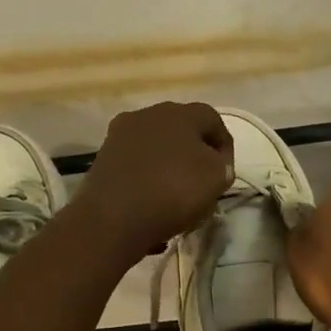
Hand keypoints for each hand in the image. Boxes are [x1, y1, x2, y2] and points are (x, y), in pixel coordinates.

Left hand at [75, 102, 234, 258]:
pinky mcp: (103, 158)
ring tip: (177, 194)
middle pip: (181, 130)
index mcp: (180, 113)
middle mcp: (147, 114)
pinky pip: (136, 164)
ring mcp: (120, 135)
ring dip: (169, 165)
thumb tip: (215, 164)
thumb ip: (222, 166)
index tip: (227, 172)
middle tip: (203, 181)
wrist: (113, 218)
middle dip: (194, 153)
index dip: (224, 145)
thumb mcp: (216, 179)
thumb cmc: (173, 192)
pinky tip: (152, 202)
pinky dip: (147, 178)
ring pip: (156, 146)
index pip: (213, 119)